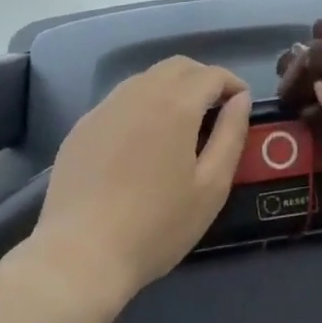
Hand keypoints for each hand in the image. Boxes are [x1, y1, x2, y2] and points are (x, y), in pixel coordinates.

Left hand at [28, 56, 251, 306]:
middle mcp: (139, 92)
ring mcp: (106, 107)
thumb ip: (231, 135)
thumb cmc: (157, 226)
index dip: (233, 84)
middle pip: (178, 66)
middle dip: (202, 79)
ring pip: (146, 79)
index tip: (241, 106)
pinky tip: (141, 142)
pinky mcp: (83, 126)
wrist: (80, 255)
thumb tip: (240, 100)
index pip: (212, 74)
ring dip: (171, 89)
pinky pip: (121, 100)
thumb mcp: (211, 187)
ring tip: (180, 125)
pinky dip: (141, 106)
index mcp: (176, 104)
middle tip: (215, 110)